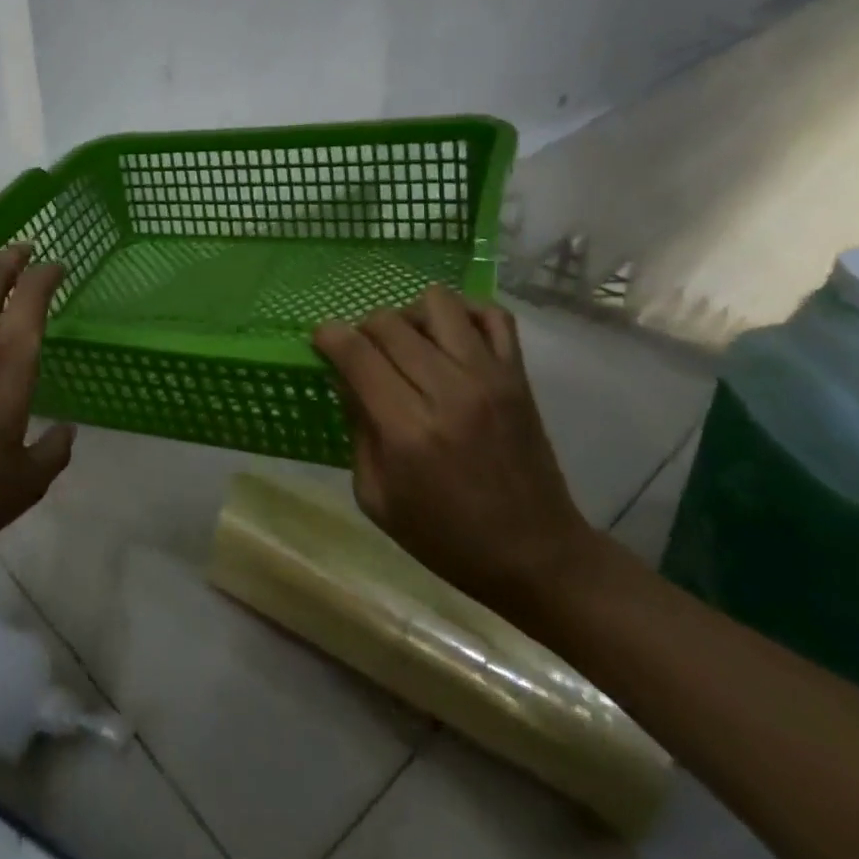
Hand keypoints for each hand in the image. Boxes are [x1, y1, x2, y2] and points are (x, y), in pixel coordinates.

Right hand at [312, 285, 595, 616]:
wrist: (536, 555)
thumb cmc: (445, 536)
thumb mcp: (376, 497)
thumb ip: (356, 429)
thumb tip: (345, 377)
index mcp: (406, 429)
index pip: (356, 353)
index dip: (329, 336)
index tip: (321, 340)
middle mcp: (447, 392)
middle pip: (389, 322)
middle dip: (363, 329)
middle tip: (363, 354)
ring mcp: (489, 378)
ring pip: (438, 303)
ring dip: (411, 315)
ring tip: (410, 344)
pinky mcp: (517, 376)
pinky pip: (493, 315)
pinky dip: (465, 313)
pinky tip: (451, 337)